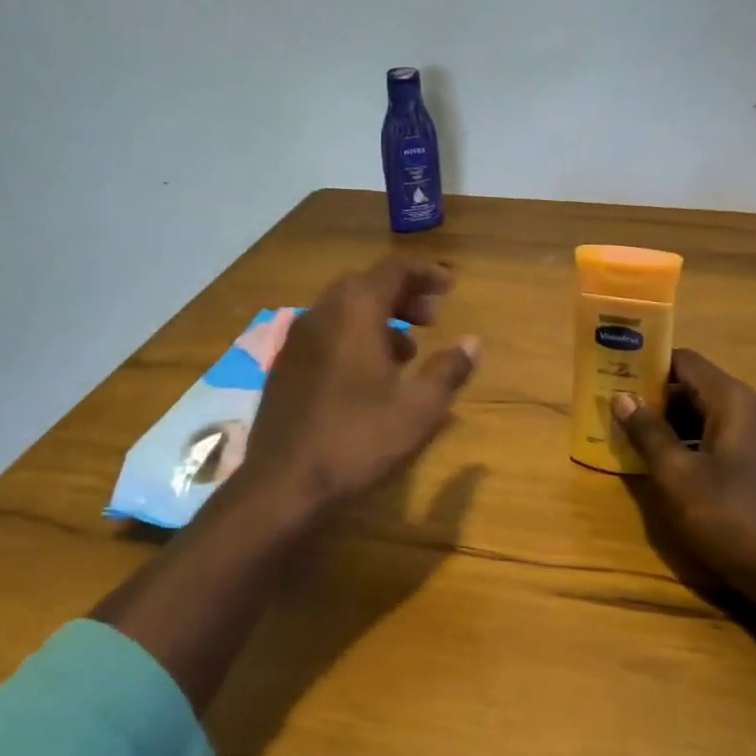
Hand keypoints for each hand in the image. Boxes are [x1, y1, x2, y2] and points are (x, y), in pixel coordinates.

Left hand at [238, 259, 480, 518]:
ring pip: (343, 310)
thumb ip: (449, 370)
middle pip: (366, 285)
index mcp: (354, 313)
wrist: (283, 484)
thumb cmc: (358, 441)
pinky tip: (369, 375)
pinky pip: (326, 333)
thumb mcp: (419, 409)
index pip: (393, 271)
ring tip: (408, 350)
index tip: (451, 287)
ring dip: (379, 318)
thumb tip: (473, 343)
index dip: (426, 274)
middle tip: (432, 318)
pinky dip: (354, 336)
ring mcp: (297, 340)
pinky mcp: (285, 366)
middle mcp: (321, 314)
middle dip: (403, 295)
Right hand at [612, 348, 755, 609]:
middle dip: (652, 396)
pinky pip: (715, 441)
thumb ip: (649, 433)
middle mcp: (750, 411)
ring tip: (627, 436)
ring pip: (703, 417)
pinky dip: (686, 444)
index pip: (684, 361)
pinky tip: (661, 466)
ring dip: (667, 424)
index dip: (647, 363)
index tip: (613, 373)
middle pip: (694, 387)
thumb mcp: (677, 475)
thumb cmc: (730, 516)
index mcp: (733, 401)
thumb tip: (622, 397)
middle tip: (612, 408)